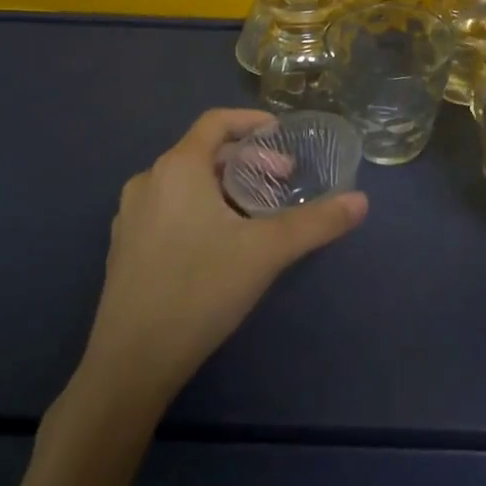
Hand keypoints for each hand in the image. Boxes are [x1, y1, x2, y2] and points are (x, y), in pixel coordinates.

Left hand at [82, 109, 367, 398]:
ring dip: (225, 186)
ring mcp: (131, 215)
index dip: (251, 122)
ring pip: (186, 182)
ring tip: (255, 213)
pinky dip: (200, 207)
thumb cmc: (200, 290)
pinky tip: (220, 243)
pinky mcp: (125, 247)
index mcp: (178, 168)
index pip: (216, 121)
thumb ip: (316, 222)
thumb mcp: (267, 252)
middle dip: (248, 161)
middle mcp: (149, 181)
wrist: (129, 365)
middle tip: (281, 183)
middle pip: (204, 152)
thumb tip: (361, 201)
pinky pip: (169, 207)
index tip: (282, 135)